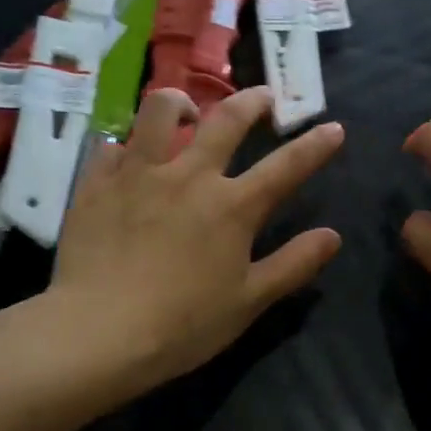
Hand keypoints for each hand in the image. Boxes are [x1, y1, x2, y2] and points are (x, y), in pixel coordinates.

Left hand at [52, 86, 343, 391]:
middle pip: (227, 120)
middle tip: (263, 97)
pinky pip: (112, 145)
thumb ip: (293, 264)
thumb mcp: (249, 301)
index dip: (315, 146)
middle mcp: (189, 176)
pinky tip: (128, 156)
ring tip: (187, 110)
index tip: (334, 128)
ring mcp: (138, 174)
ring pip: (160, 112)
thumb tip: (332, 236)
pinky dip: (128, 144)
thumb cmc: (183, 325)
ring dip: (181, 102)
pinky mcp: (96, 184)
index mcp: (233, 207)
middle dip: (253, 102)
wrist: (99, 332)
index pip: (286, 167)